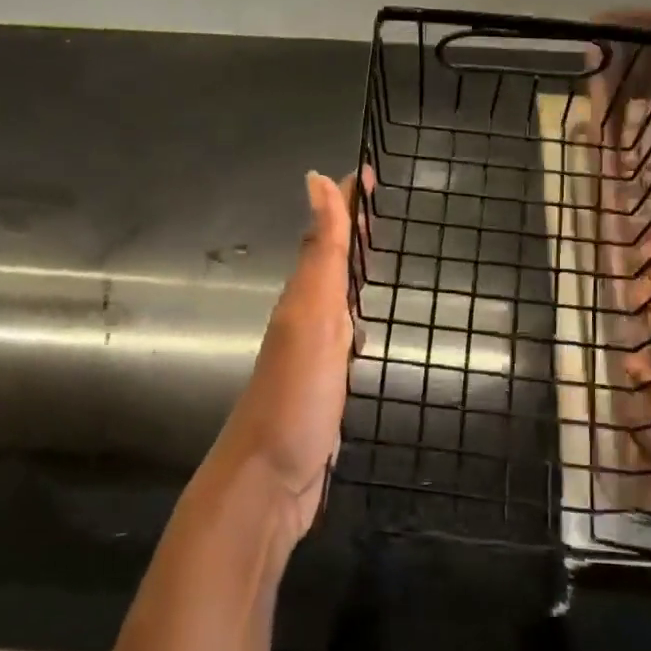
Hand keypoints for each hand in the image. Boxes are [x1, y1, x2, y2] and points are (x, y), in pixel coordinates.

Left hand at [208, 171, 356, 548]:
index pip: (329, 233)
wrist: (267, 481)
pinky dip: (357, 317)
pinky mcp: (324, 386)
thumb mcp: (311, 316)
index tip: (372, 169)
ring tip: (380, 252)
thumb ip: (320, 253)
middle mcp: (307, 317)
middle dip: (354, 229)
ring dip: (354, 270)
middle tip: (383, 204)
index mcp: (305, 295)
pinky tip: (366, 327)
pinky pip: (344, 336)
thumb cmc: (294, 396)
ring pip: (337, 297)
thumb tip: (316, 179)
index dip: (348, 200)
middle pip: (332, 260)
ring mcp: (314, 354)